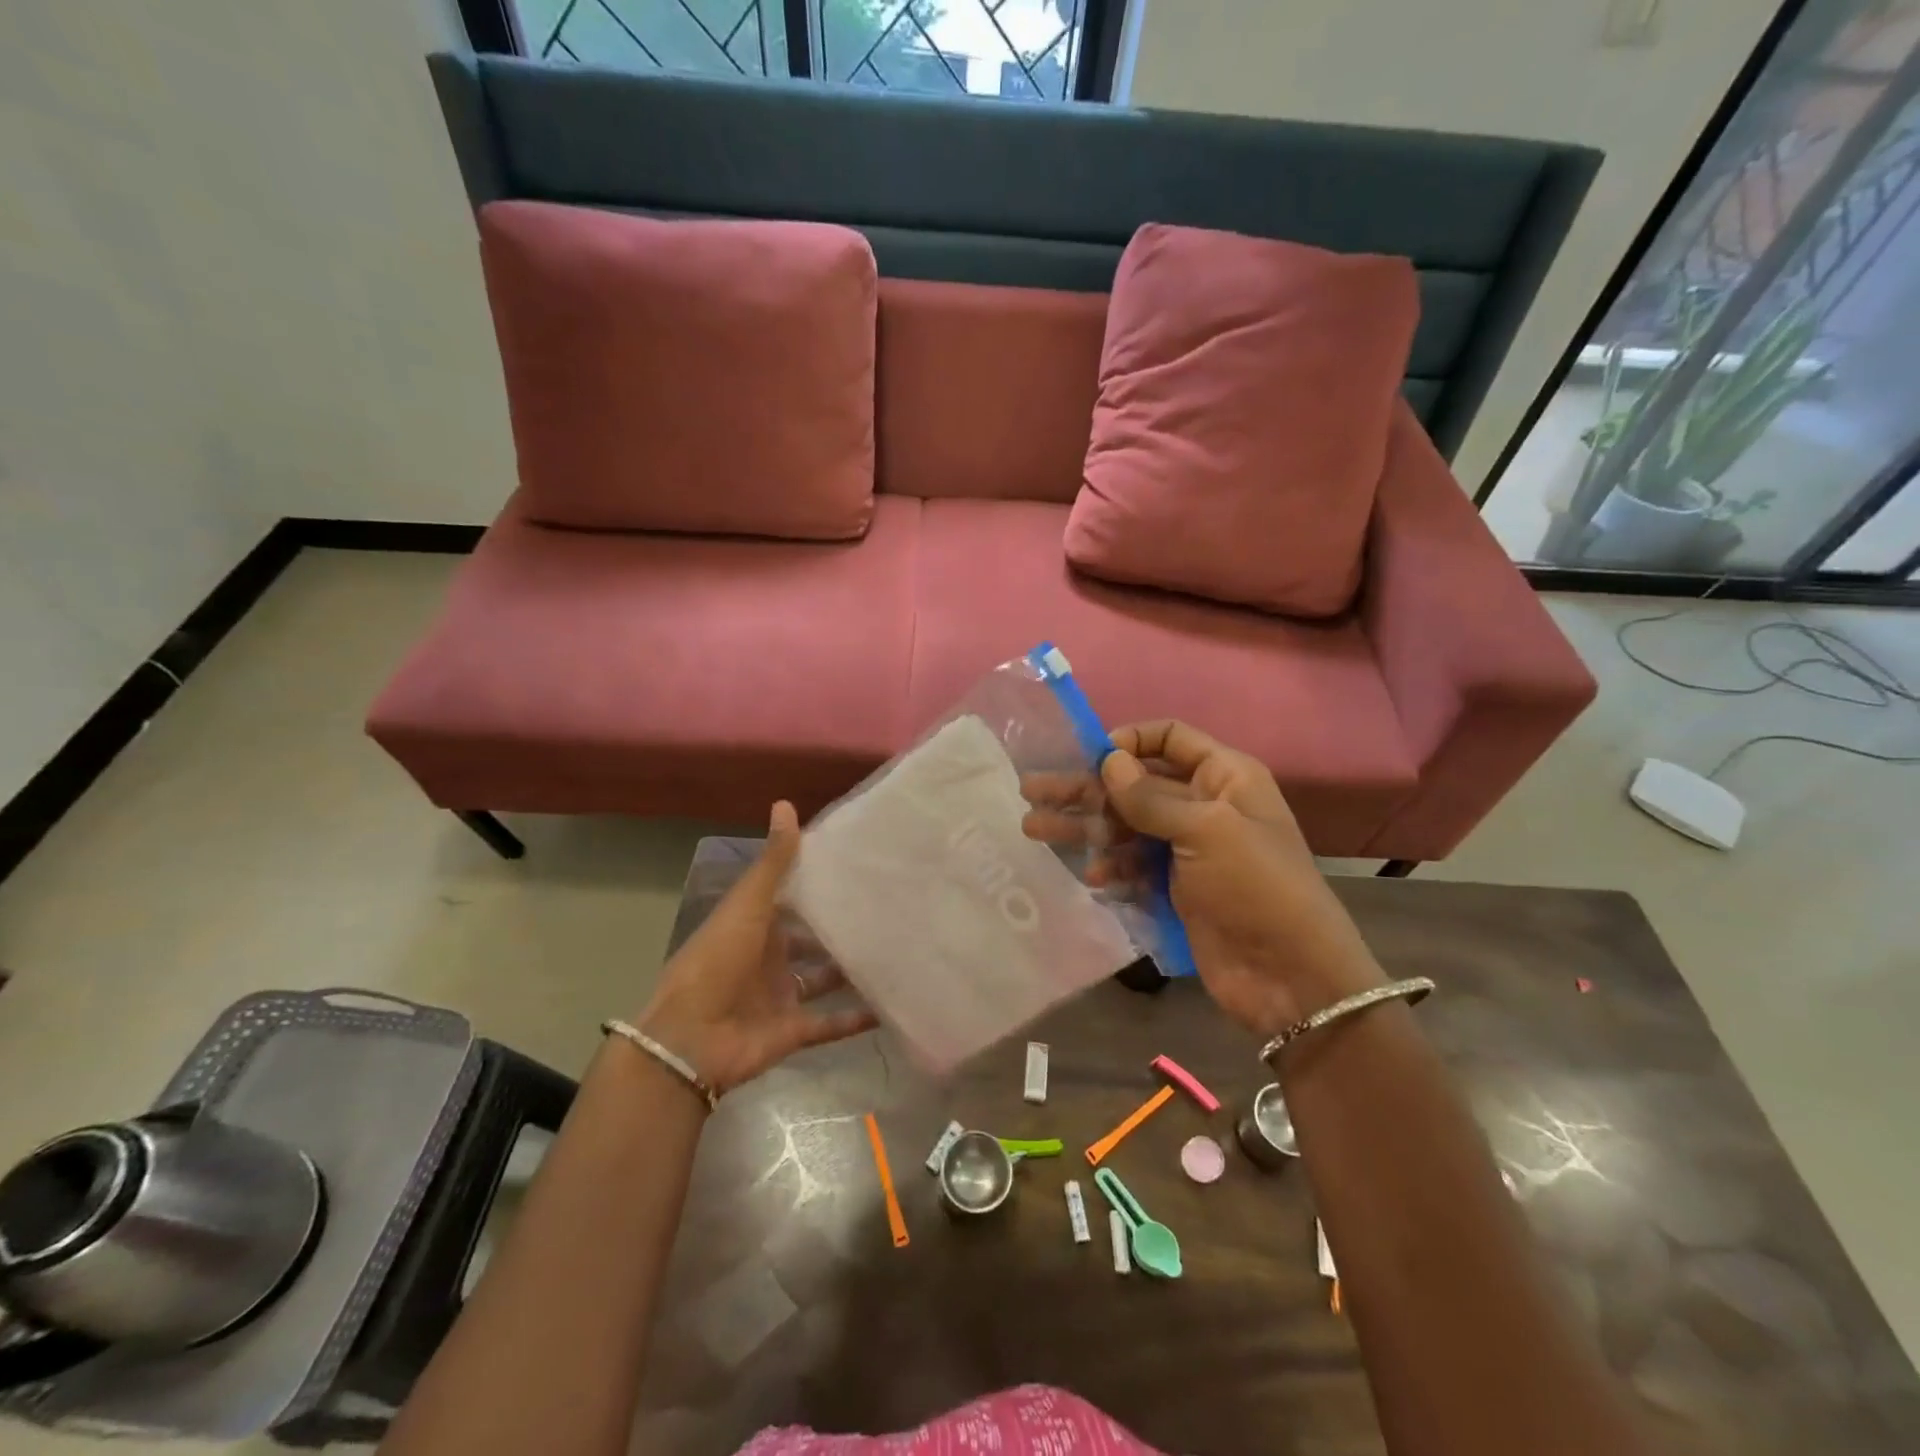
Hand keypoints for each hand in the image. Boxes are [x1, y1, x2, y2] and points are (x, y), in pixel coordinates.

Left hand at [636, 803, 876, 1096]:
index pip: (791, 899)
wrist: (691, 1039)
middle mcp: (768, 958)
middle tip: (886, 911)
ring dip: (851, 971)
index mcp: (754, 925)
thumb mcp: (748, 904)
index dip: (818, 884)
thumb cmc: (717, 960)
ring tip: (894, 953)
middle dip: (840, 930)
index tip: (857, 868)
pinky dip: (856, 1019)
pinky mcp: (792, 1031)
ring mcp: (780, 996)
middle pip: (811, 941)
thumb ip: (773, 861)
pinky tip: (888, 1006)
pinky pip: (830, 1024)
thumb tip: (785, 804)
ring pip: (823, 980)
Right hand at [1025, 721, 1383, 1036]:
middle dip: (1086, 787)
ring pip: (1126, 826)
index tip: (1090, 758)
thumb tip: (1110, 760)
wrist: (1290, 977)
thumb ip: (1150, 797)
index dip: (1129, 741)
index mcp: (1224, 777)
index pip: (1169, 738)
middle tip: (1032, 791)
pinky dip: (1112, 866)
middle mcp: (1204, 805)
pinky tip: (1092, 875)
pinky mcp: (1175, 887)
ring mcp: (1188, 849)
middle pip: (1136, 784)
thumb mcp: (1207, 831)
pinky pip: (1133, 864)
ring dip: (1085, 827)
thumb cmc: (1255, 887)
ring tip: (1034, 829)